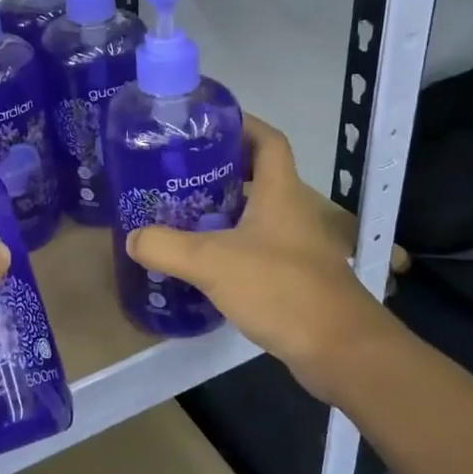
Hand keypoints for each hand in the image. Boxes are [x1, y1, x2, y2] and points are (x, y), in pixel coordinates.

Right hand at [127, 115, 413, 402]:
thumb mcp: (212, 263)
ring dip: (224, 211)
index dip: (242, 124)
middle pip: (259, 176)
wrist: (339, 349)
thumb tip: (133, 238)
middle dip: (220, 170)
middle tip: (178, 175)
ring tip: (181, 215)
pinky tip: (204, 263)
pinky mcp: (295, 277)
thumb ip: (167, 247)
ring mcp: (298, 246)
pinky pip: (258, 248)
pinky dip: (232, 246)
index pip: (268, 140)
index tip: (206, 125)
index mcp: (281, 192)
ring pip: (257, 214)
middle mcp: (293, 211)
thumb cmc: (280, 289)